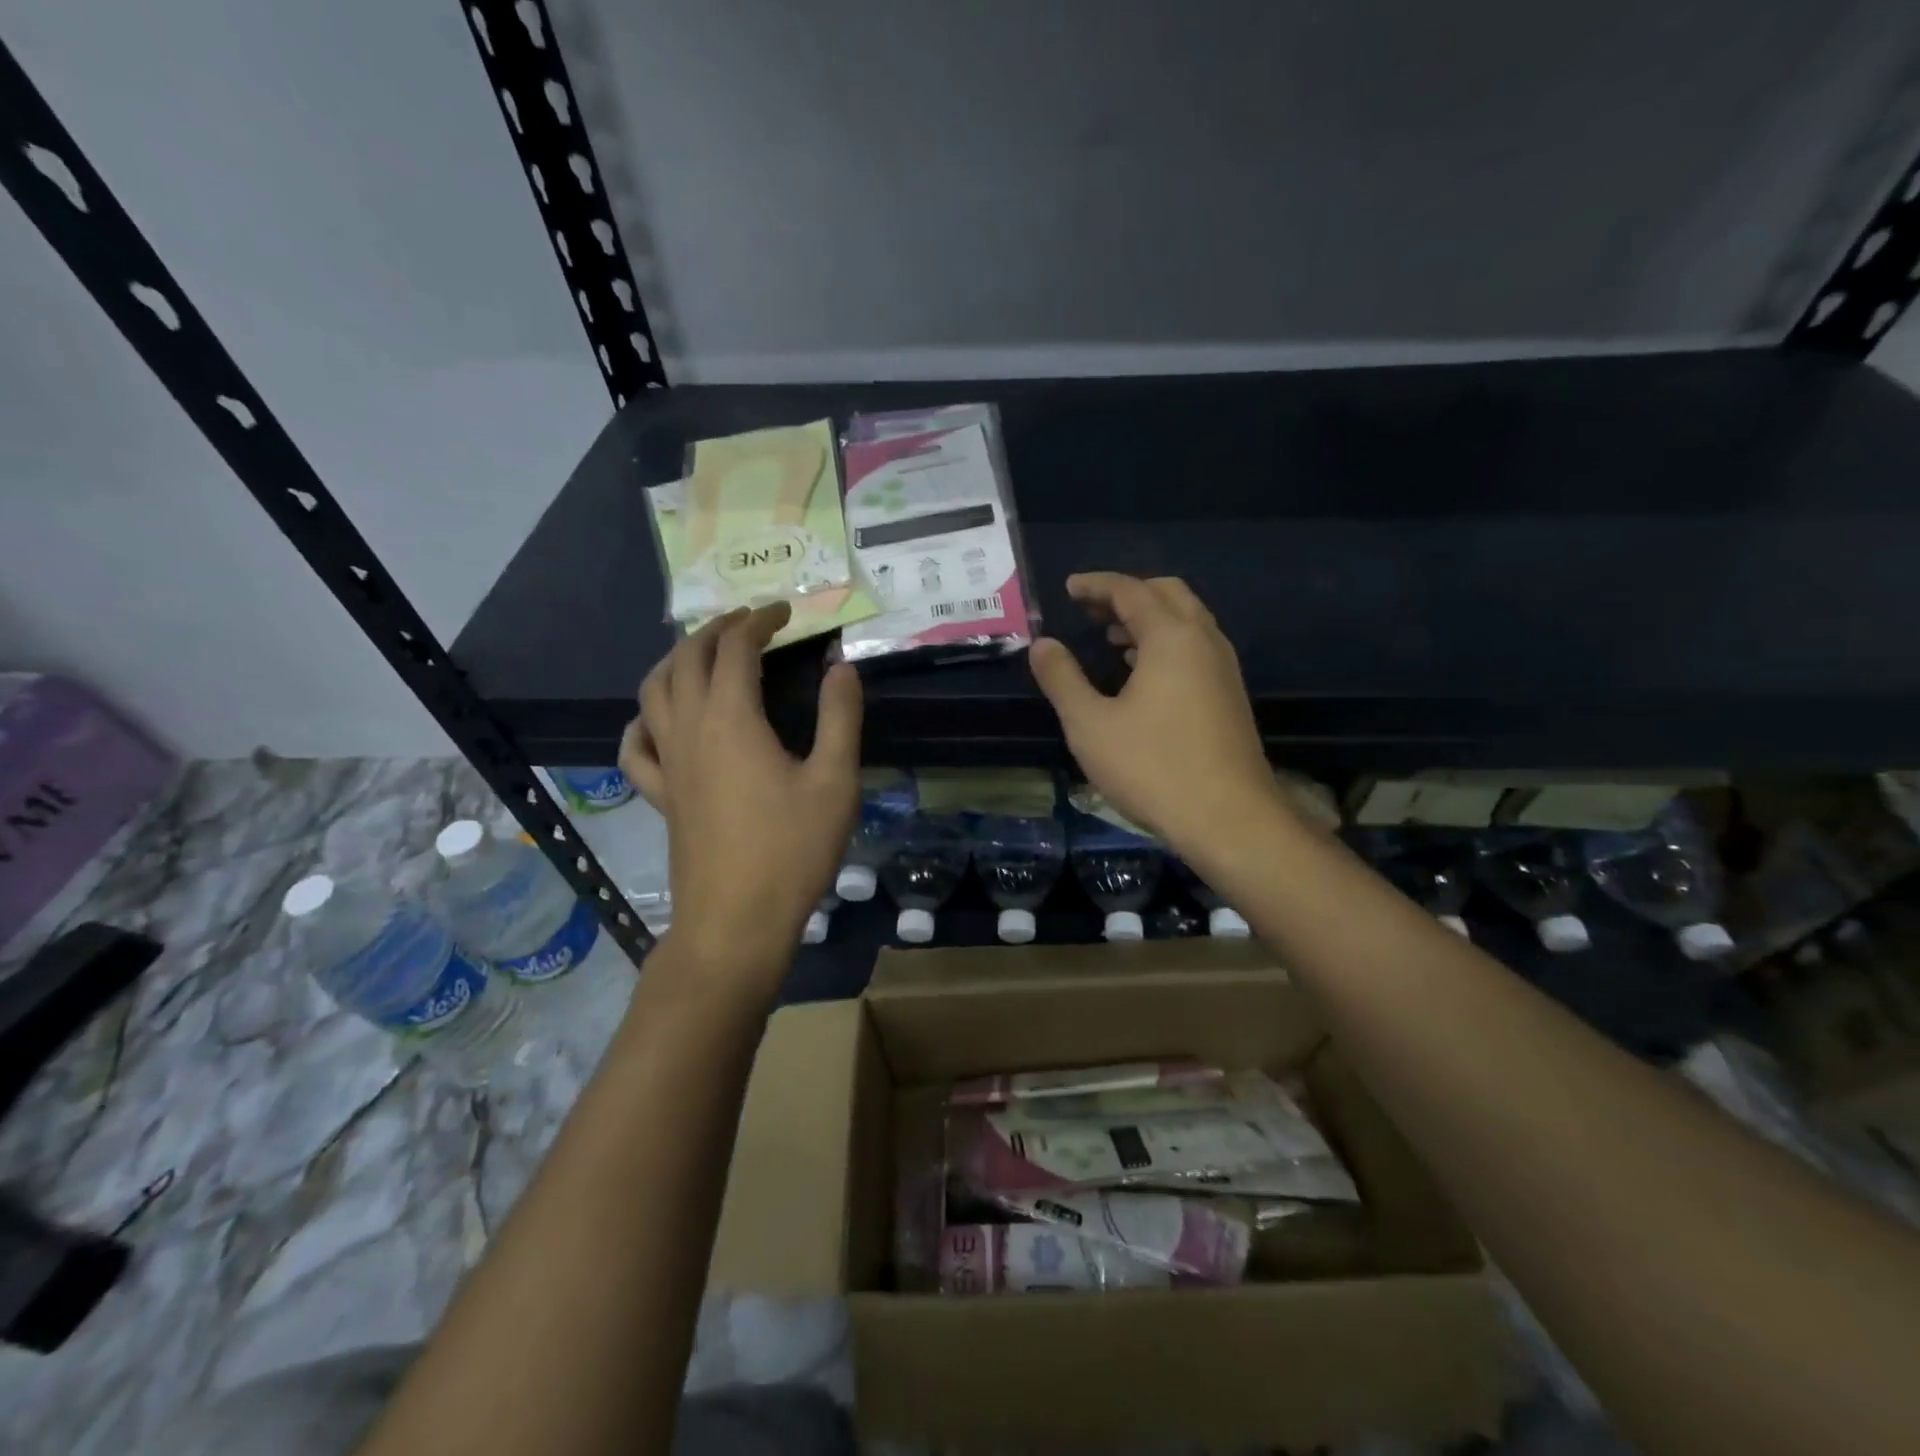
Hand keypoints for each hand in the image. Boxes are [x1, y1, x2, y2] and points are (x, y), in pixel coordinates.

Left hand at [618, 604, 861, 988]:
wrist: (735, 922)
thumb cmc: (792, 850)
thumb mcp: (834, 781)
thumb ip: (840, 717)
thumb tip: (842, 666)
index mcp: (731, 718)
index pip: (736, 649)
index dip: (759, 620)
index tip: (785, 611)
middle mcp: (689, 729)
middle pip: (687, 658)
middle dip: (716, 629)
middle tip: (749, 622)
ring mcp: (668, 763)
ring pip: (654, 691)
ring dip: (677, 660)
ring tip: (704, 653)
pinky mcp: (661, 796)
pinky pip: (636, 747)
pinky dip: (643, 721)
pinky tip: (657, 721)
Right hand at [1027, 573, 1284, 855]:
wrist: (1228, 818)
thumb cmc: (1152, 767)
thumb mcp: (1090, 724)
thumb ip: (1062, 679)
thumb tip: (1042, 645)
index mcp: (1171, 637)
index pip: (1131, 590)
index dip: (1096, 585)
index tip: (1068, 588)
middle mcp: (1204, 641)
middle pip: (1167, 594)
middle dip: (1126, 594)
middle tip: (1089, 608)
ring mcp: (1223, 668)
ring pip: (1186, 621)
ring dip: (1148, 618)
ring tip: (1109, 636)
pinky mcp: (1230, 696)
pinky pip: (1195, 647)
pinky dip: (1165, 643)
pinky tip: (1141, 672)